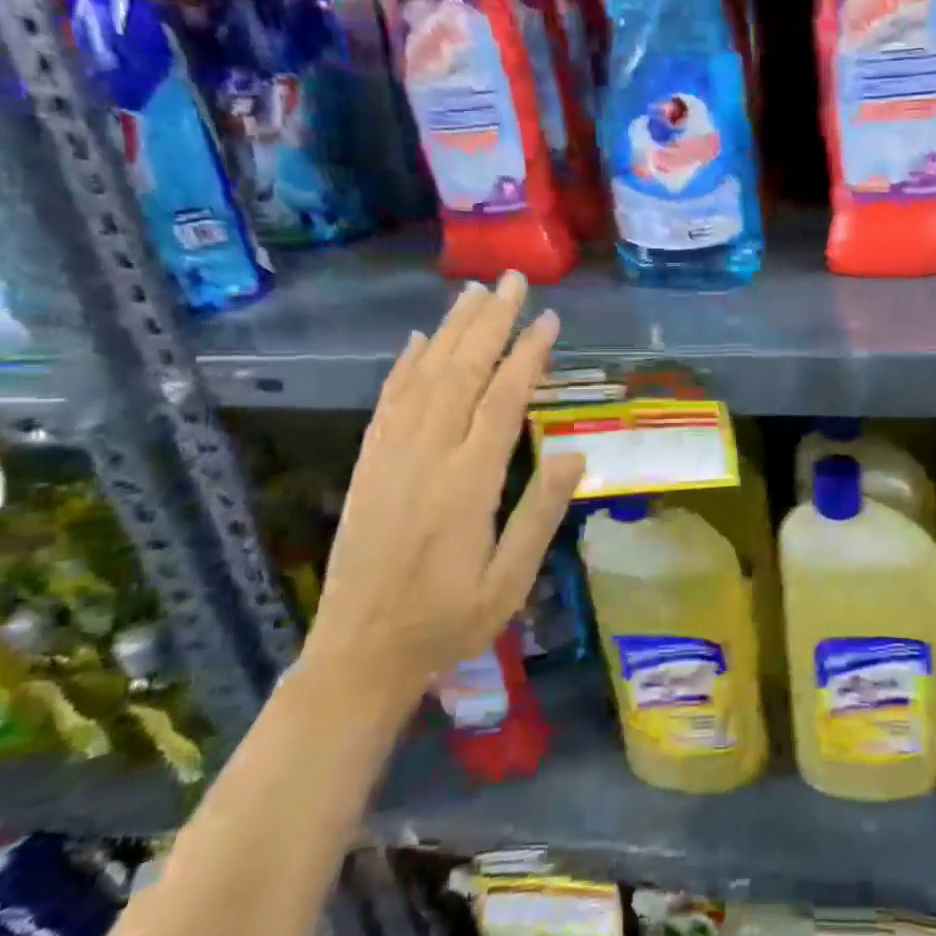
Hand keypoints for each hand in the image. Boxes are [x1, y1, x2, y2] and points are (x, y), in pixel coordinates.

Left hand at [299, 272, 585, 715]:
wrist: (360, 654)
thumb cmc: (449, 621)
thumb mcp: (510, 582)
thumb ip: (540, 514)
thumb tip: (575, 453)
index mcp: (468, 484)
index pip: (502, 401)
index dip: (527, 355)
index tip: (548, 319)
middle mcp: (426, 457)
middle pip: (461, 373)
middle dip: (490, 322)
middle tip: (512, 280)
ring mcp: (391, 458)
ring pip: (424, 378)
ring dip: (450, 330)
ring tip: (474, 292)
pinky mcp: (368, 466)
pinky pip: (388, 403)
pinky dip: (405, 366)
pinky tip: (419, 341)